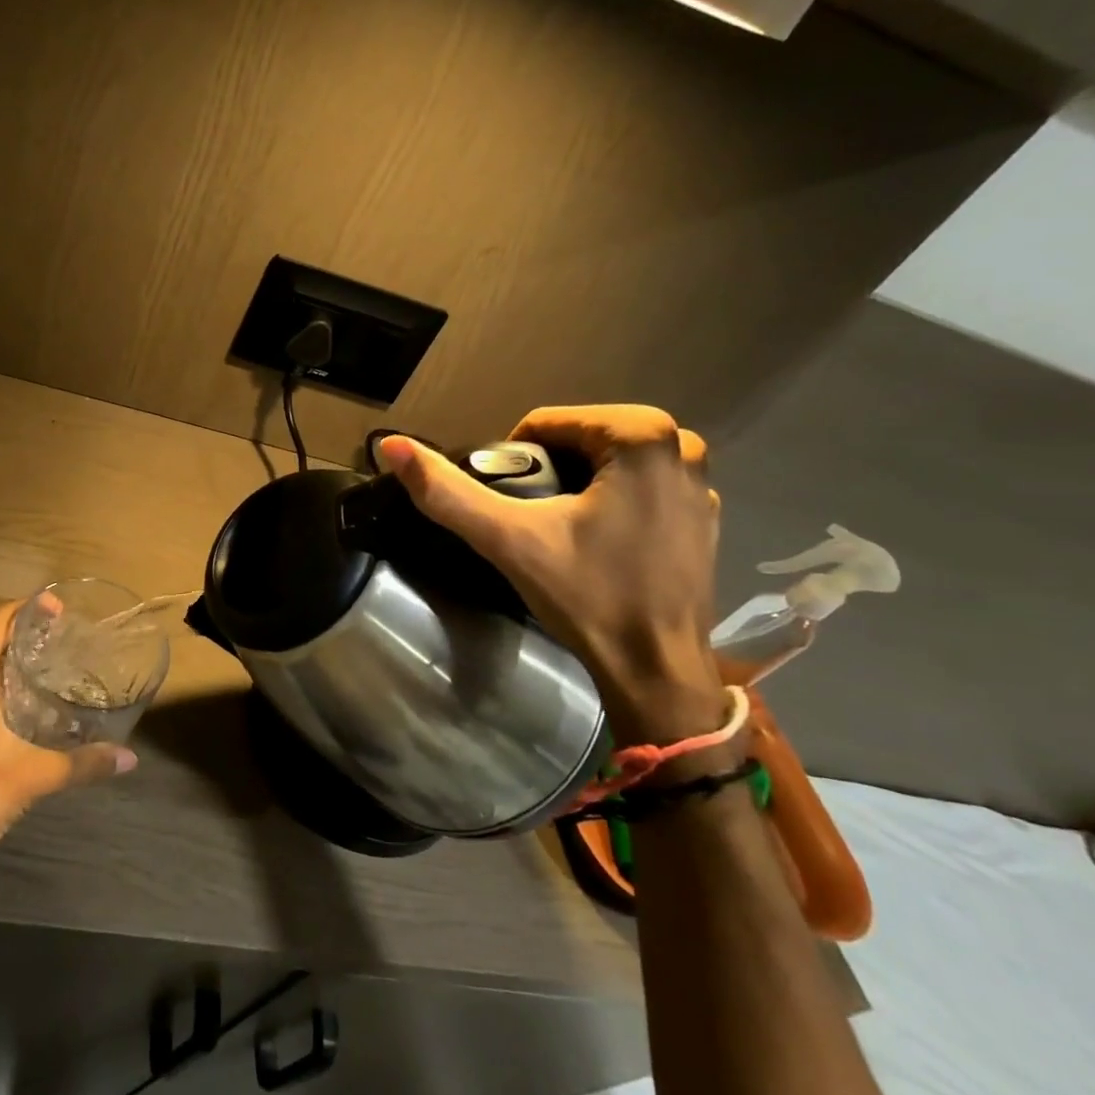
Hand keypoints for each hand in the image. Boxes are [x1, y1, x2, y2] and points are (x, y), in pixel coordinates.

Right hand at [377, 406, 722, 743]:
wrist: (656, 671)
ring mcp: (700, 482)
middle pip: (579, 438)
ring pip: (609, 460)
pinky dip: (613, 501)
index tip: (512, 508)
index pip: (546, 424)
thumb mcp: (507, 539)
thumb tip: (390, 445)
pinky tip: (600, 544)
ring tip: (560, 532)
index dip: (514, 461)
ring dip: (579, 484)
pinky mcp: (705, 515)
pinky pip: (640, 486)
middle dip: (548, 471)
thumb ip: (447, 491)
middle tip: (531, 522)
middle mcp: (680, 445)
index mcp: (640, 435)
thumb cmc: (587, 596)